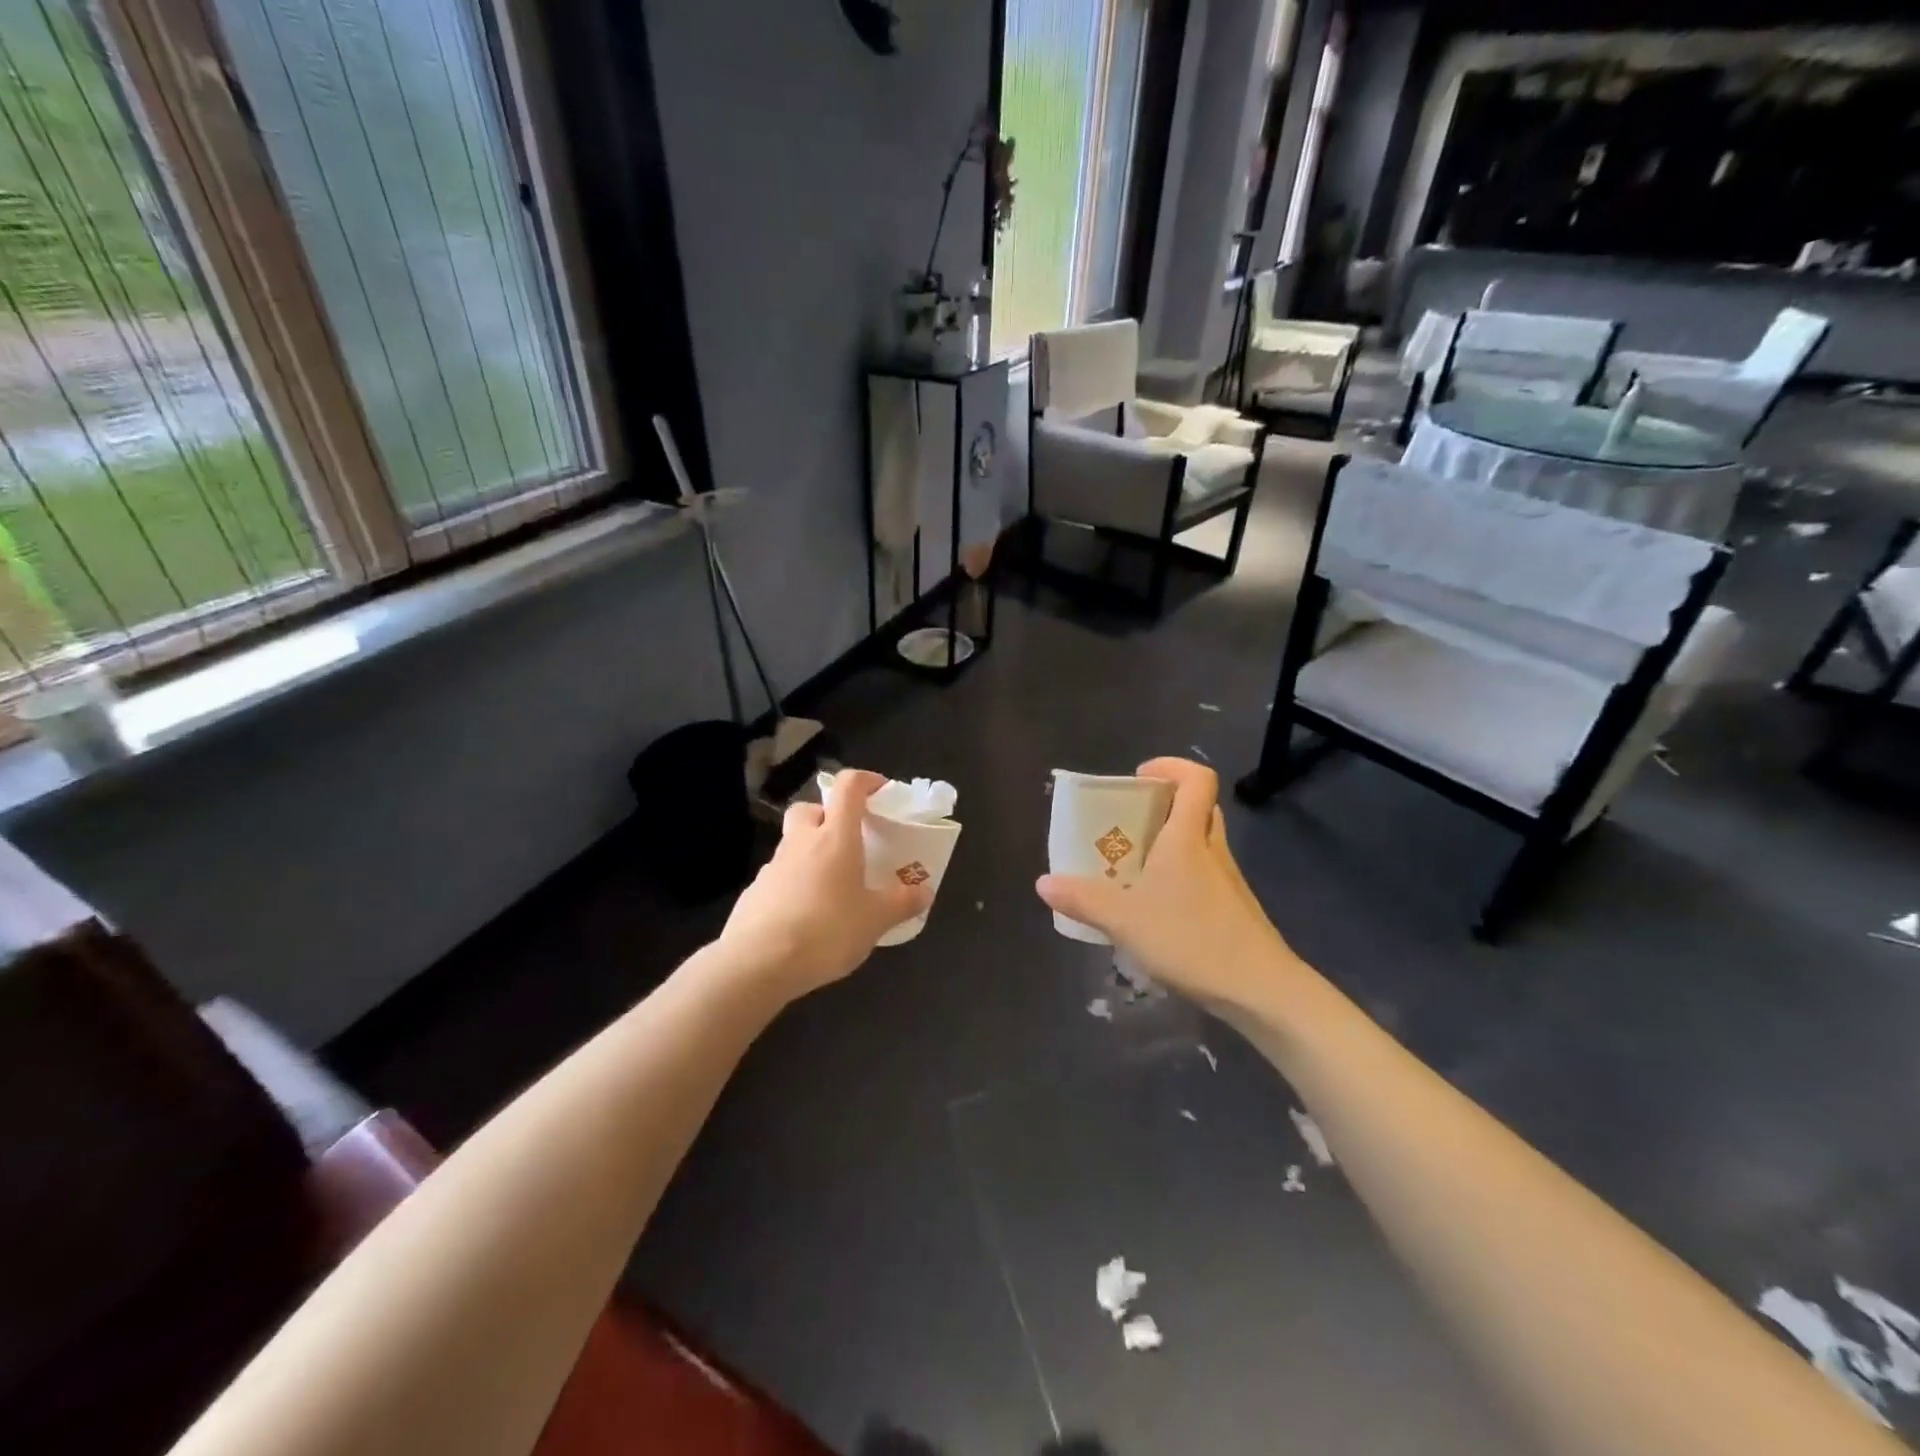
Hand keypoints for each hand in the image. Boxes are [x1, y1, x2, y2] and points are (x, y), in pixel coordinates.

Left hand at [720, 769, 928, 998]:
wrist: (757, 964)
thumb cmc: (826, 930)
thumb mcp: (875, 920)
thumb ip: (901, 903)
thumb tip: (924, 892)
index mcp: (835, 837)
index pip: (848, 786)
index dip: (866, 780)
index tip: (882, 791)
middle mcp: (801, 842)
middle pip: (810, 809)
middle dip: (828, 815)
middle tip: (849, 840)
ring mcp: (773, 867)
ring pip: (793, 844)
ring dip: (812, 854)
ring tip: (833, 889)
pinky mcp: (754, 893)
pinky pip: (780, 877)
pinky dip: (795, 885)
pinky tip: (807, 916)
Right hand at [1035, 758, 1300, 1013]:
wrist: (1260, 990)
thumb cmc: (1191, 939)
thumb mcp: (1125, 920)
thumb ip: (1083, 899)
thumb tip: (1043, 883)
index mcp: (1188, 837)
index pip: (1196, 779)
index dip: (1171, 767)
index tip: (1140, 778)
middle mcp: (1212, 850)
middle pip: (1198, 808)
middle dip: (1165, 805)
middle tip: (1130, 821)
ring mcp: (1228, 881)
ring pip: (1202, 843)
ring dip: (1172, 843)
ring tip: (1134, 865)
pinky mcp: (1234, 909)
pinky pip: (1205, 875)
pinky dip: (1181, 877)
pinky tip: (1156, 908)